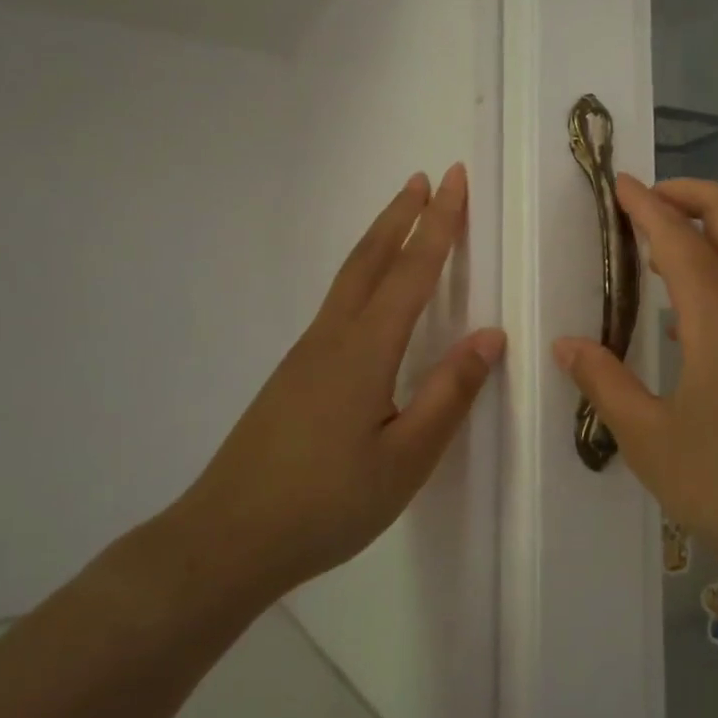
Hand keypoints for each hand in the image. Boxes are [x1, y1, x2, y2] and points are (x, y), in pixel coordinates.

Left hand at [170, 164, 504, 605]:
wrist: (226, 540)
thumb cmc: (327, 503)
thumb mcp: (406, 459)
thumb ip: (449, 394)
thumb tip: (490, 335)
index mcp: (366, 350)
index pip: (412, 271)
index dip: (438, 223)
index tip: (454, 179)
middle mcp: (333, 337)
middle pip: (371, 259)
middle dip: (402, 215)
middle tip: (425, 177)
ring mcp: (306, 354)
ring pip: (349, 278)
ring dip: (380, 239)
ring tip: (402, 215)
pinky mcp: (294, 374)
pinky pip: (338, 303)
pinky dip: (363, 273)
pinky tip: (369, 294)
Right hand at [553, 177, 717, 580]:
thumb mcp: (652, 441)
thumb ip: (606, 384)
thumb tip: (568, 346)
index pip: (675, 231)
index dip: (643, 203)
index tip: (619, 184)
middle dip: (686, 191)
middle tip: (645, 204)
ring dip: (707, 234)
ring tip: (660, 263)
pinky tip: (696, 323)